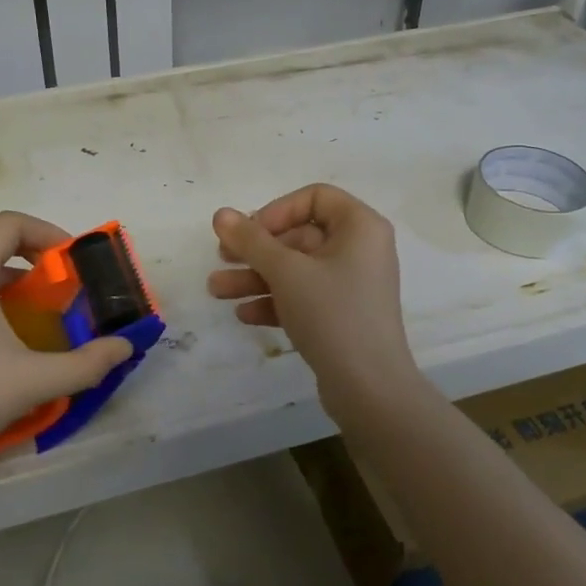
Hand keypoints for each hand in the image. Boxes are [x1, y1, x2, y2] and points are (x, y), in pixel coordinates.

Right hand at [207, 184, 415, 398]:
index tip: (250, 233)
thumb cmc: (332, 314)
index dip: (277, 210)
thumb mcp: (285, 272)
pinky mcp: (343, 315)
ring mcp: (352, 284)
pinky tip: (244, 315)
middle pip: (299, 235)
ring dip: (256, 277)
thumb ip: (251, 240)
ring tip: (216, 290)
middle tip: (221, 258)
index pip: (315, 197)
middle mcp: (360, 250)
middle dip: (256, 249)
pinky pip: (304, 296)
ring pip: (296, 269)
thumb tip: (221, 214)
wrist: (369, 389)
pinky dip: (275, 300)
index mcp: (360, 227)